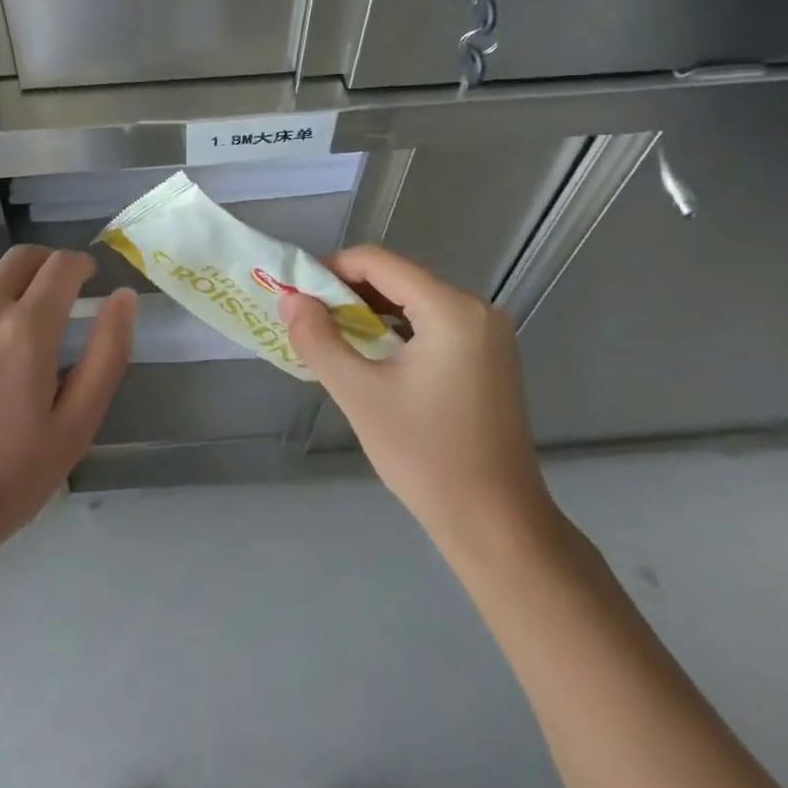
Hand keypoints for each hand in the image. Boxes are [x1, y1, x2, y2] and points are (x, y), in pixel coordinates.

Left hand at [0, 247, 134, 564]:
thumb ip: (108, 354)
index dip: (82, 266)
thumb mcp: (76, 426)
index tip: (88, 281)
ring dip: (7, 283)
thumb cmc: (7, 479)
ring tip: (11, 321)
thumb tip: (123, 297)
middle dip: (48, 265)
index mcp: (26, 329)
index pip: (62, 266)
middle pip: (21, 258)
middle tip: (57, 294)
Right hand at [279, 245, 554, 560]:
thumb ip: (319, 340)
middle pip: (397, 278)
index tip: (296, 293)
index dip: (331, 269)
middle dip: (347, 292)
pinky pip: (431, 324)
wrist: (496, 525)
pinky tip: (370, 354)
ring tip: (331, 336)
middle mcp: (476, 310)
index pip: (379, 262)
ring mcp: (487, 334)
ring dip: (369, 312)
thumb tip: (290, 301)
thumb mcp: (359, 394)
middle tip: (308, 318)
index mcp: (451, 309)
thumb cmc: (426, 456)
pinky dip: (396, 330)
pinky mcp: (488, 358)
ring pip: (413, 301)